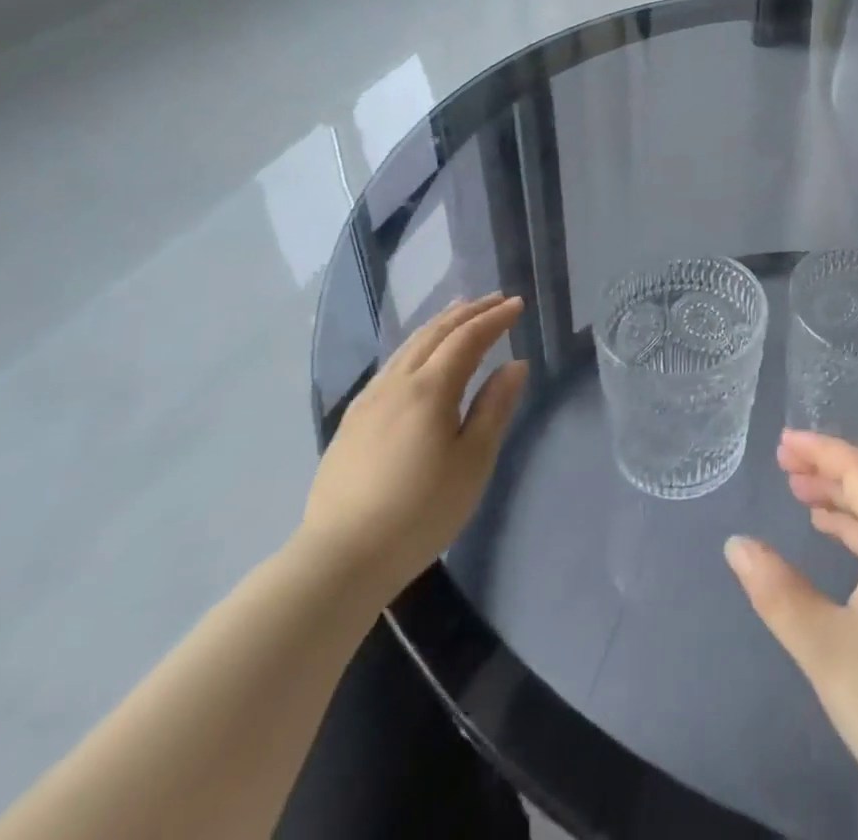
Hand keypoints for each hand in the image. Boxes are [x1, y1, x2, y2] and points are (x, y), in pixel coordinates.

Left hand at [300, 294, 526, 603]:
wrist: (340, 558)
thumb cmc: (420, 512)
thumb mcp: (472, 462)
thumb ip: (495, 408)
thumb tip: (515, 365)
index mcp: (429, 390)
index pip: (467, 339)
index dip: (494, 318)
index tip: (517, 304)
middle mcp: (396, 383)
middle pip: (434, 333)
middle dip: (468, 312)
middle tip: (494, 298)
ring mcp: (368, 401)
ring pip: (408, 346)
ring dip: (439, 324)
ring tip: (460, 311)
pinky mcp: (352, 421)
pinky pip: (391, 365)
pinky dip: (416, 345)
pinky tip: (419, 354)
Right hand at [725, 431, 857, 837]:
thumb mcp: (823, 645)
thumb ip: (777, 590)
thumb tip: (737, 543)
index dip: (821, 449)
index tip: (782, 445)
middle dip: (827, 467)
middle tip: (783, 464)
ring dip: (840, 497)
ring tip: (800, 494)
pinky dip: (854, 527)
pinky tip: (832, 538)